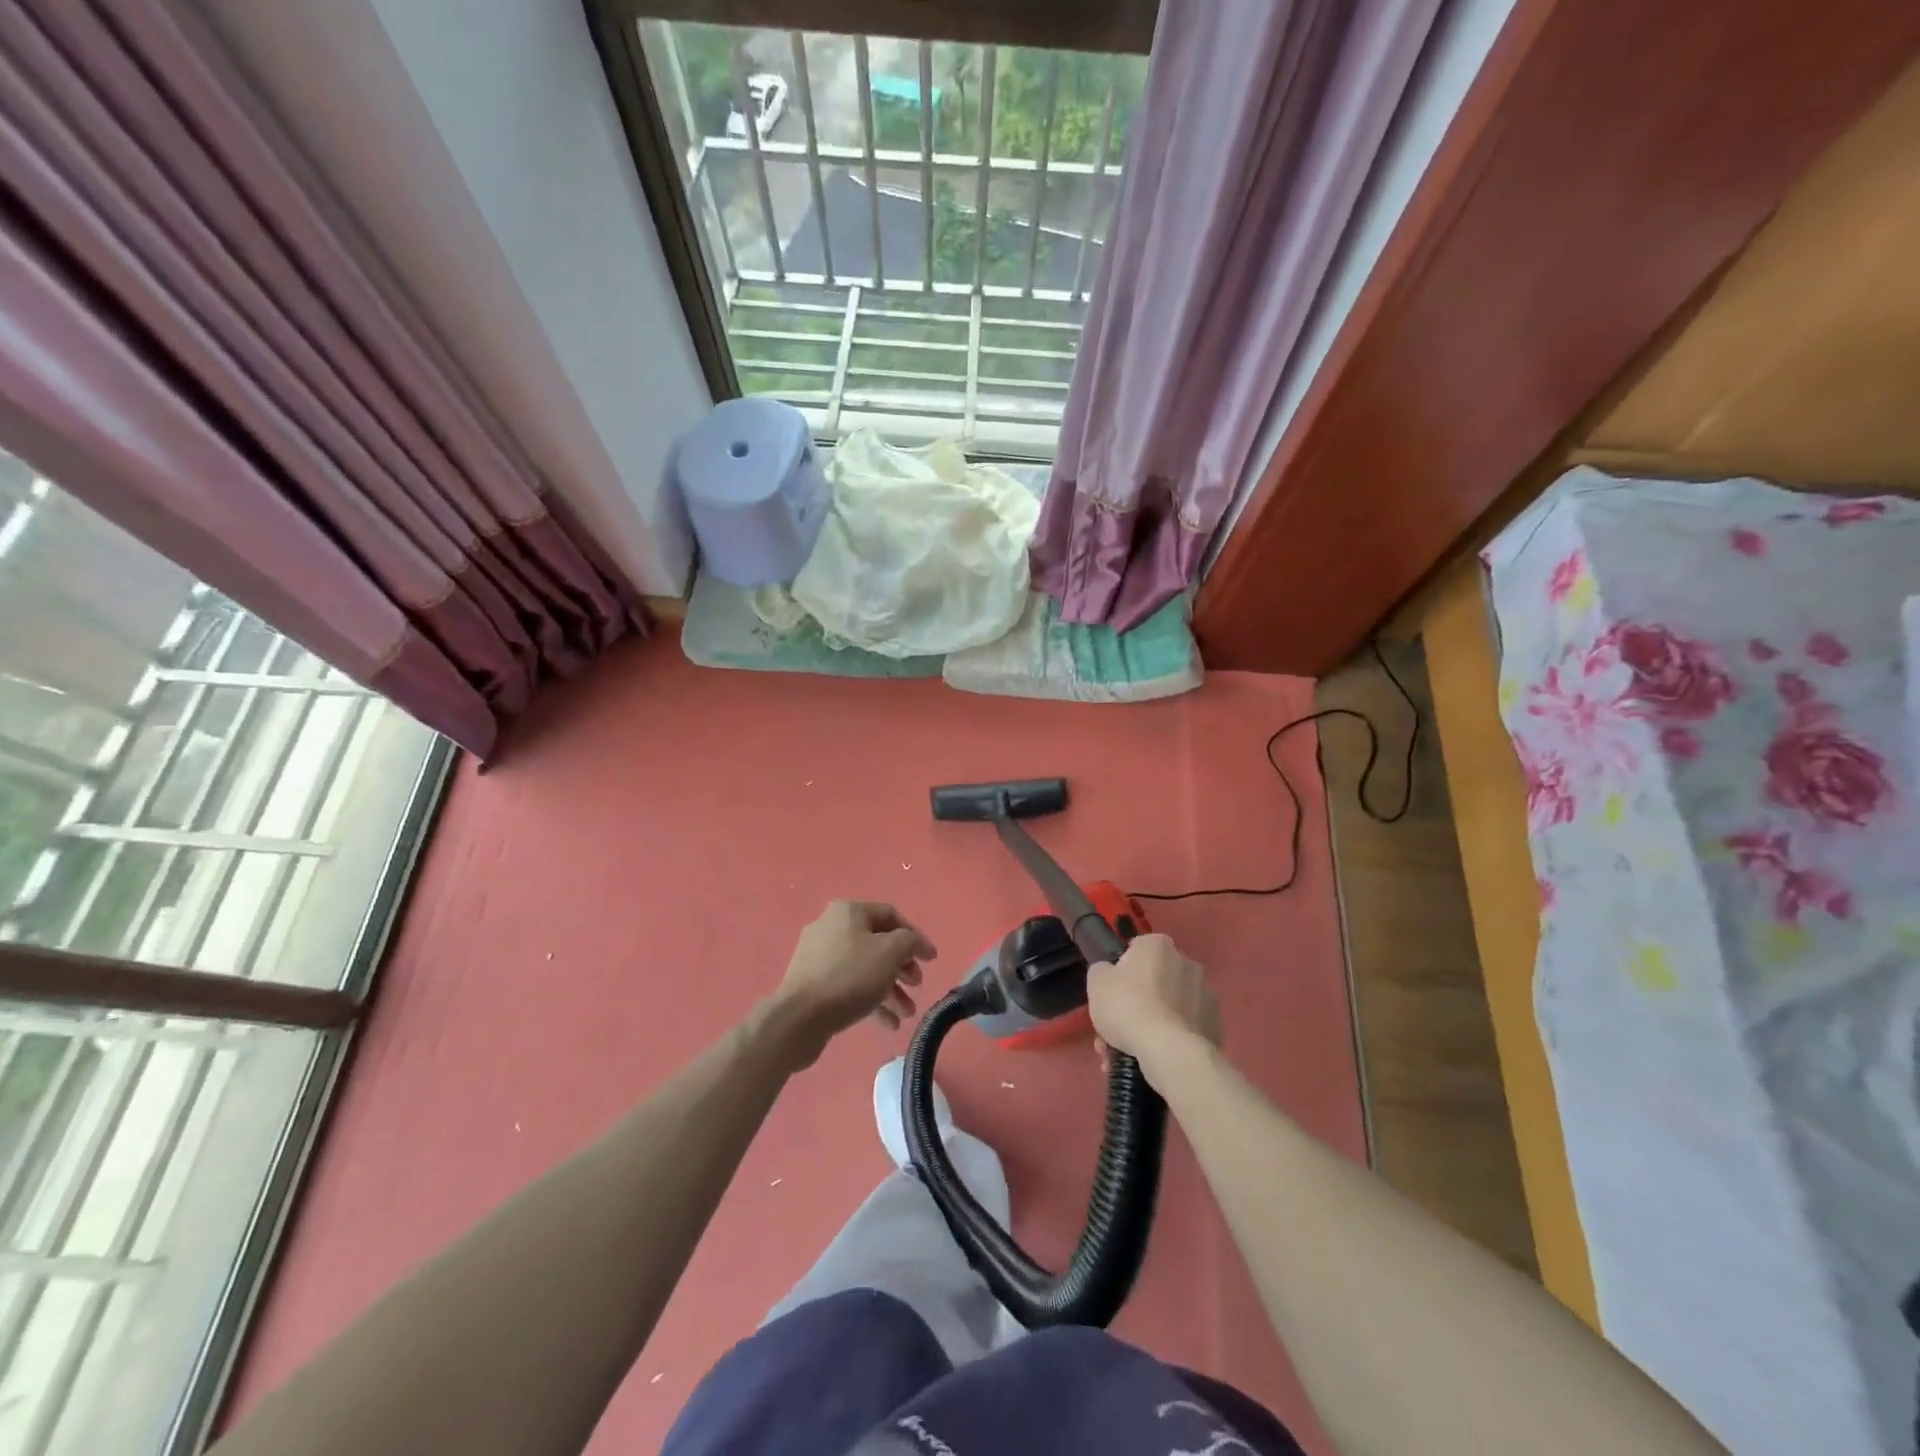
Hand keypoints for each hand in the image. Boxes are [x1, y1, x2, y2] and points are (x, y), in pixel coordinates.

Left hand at [769, 901, 936, 1067]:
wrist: (799, 1018)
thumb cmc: (850, 977)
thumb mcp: (890, 953)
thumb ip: (910, 941)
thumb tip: (913, 942)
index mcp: (848, 912)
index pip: (891, 916)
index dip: (915, 937)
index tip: (931, 960)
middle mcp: (832, 927)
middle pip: (878, 943)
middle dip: (902, 967)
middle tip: (917, 985)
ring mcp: (819, 956)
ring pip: (865, 968)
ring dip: (890, 989)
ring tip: (907, 1014)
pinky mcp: (813, 983)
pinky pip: (849, 985)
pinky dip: (870, 1000)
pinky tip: (888, 1023)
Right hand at [1088, 934, 1221, 1078]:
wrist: (1170, 1051)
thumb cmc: (1128, 1007)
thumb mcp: (1097, 983)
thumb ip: (1102, 971)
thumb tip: (1110, 974)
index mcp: (1158, 945)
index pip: (1136, 951)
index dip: (1121, 973)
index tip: (1113, 994)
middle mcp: (1187, 963)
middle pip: (1154, 981)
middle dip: (1136, 1003)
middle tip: (1116, 1030)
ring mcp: (1206, 995)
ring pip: (1169, 1008)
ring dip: (1152, 1024)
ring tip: (1130, 1053)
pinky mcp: (1216, 1025)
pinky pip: (1185, 1029)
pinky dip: (1171, 1040)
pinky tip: (1153, 1059)